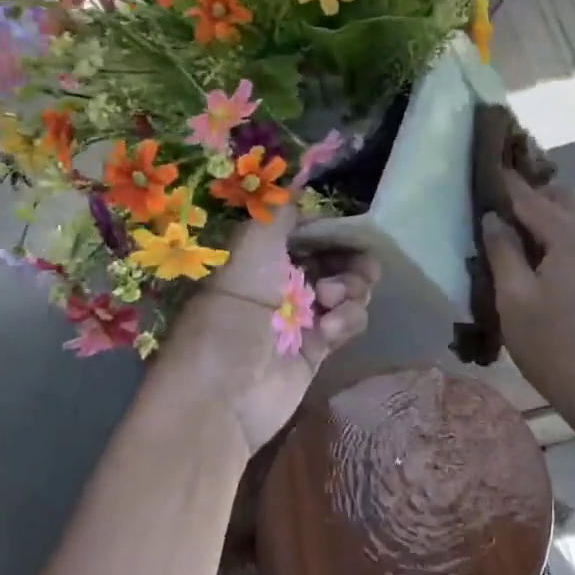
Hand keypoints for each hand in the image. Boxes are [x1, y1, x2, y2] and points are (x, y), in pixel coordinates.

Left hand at [158, 204, 379, 460]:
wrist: (223, 395)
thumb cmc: (233, 313)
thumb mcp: (251, 250)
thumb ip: (278, 213)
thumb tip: (295, 179)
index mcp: (264, 255)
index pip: (311, 231)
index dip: (333, 229)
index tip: (349, 231)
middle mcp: (285, 280)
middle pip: (338, 259)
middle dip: (351, 261)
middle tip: (348, 273)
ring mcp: (304, 315)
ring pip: (350, 288)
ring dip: (351, 290)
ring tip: (331, 303)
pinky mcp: (319, 347)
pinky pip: (349, 320)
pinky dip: (347, 320)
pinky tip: (328, 332)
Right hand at [481, 173, 574, 418]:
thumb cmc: (552, 345)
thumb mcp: (514, 298)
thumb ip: (502, 251)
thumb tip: (492, 218)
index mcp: (569, 237)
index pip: (531, 196)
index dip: (505, 181)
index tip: (483, 163)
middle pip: (560, 196)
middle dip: (530, 190)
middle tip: (495, 198)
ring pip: (572, 215)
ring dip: (544, 210)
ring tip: (509, 222)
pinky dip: (555, 229)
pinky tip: (532, 249)